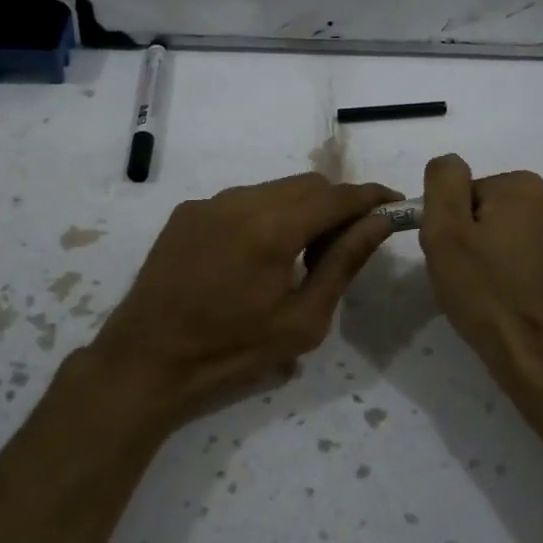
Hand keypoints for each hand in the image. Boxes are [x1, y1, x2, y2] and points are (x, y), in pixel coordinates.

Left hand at [87, 174, 398, 431]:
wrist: (149, 357)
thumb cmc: (232, 349)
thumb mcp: (303, 319)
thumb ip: (344, 263)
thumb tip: (378, 223)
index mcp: (274, 228)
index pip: (338, 196)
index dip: (371, 197)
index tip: (394, 205)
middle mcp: (242, 200)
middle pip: (309, 184)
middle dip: (336, 205)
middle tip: (343, 245)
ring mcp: (210, 201)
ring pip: (275, 189)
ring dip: (300, 209)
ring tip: (298, 255)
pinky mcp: (188, 210)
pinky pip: (242, 200)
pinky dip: (264, 215)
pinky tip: (255, 256)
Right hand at [419, 155, 542, 417]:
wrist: (541, 358)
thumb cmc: (486, 293)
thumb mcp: (445, 231)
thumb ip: (443, 182)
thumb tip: (449, 163)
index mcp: (523, 186)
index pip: (462, 193)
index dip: (448, 225)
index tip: (452, 256)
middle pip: (485, 210)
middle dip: (469, 238)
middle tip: (464, 276)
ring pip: (505, 234)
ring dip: (489, 256)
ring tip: (485, 293)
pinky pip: (525, 256)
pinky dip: (511, 272)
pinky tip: (507, 300)